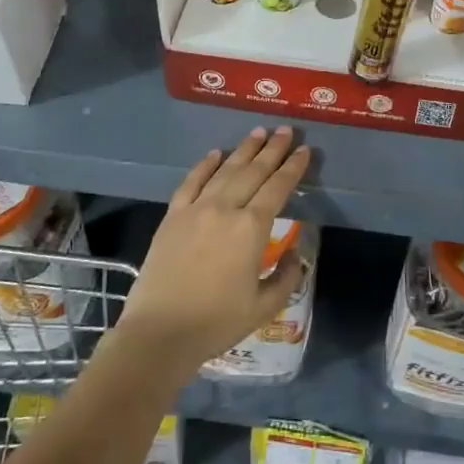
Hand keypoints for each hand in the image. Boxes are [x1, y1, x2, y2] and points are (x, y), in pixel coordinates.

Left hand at [120, 128, 311, 375]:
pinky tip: (215, 153)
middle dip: (272, 149)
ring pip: (225, 170)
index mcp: (252, 229)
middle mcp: (225, 209)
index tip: (305, 151)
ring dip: (243, 150)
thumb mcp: (263, 306)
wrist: (159, 333)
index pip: (278, 188)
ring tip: (258, 132)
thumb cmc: (216, 323)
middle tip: (285, 130)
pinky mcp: (172, 216)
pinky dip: (205, 165)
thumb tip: (295, 254)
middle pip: (254, 171)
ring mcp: (196, 209)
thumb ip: (286, 277)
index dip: (293, 168)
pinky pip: (191, 182)